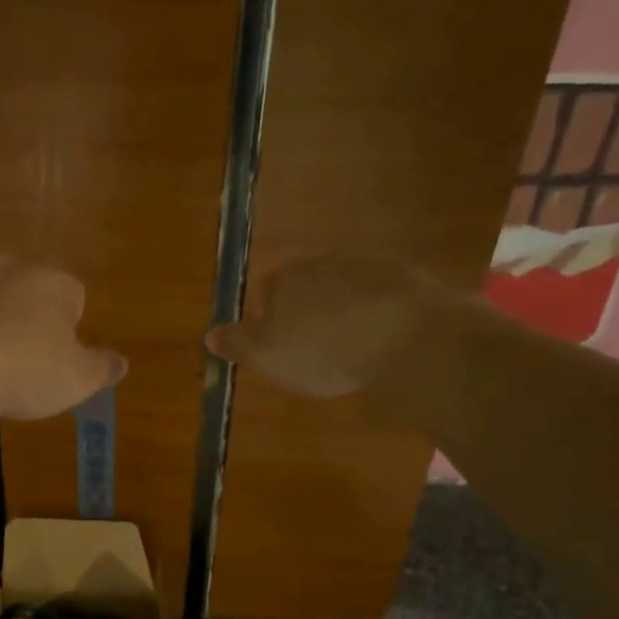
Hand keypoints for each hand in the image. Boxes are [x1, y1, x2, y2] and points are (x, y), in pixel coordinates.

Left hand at [0, 259, 127, 420]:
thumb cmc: (22, 371)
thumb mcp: (75, 380)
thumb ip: (101, 368)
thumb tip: (121, 363)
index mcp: (52, 284)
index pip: (71, 294)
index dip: (66, 324)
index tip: (55, 355)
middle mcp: (8, 267)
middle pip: (22, 287)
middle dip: (20, 315)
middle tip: (14, 359)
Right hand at [205, 256, 447, 397]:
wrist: (409, 337)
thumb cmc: (323, 349)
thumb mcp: (266, 355)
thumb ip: (237, 343)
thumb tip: (209, 334)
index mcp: (285, 279)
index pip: (268, 290)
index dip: (273, 318)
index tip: (283, 346)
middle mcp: (324, 263)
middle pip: (309, 286)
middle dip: (311, 310)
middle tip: (319, 348)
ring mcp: (369, 266)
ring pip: (348, 288)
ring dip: (348, 311)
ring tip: (356, 347)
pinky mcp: (410, 279)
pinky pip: (386, 297)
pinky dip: (383, 315)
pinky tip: (389, 342)